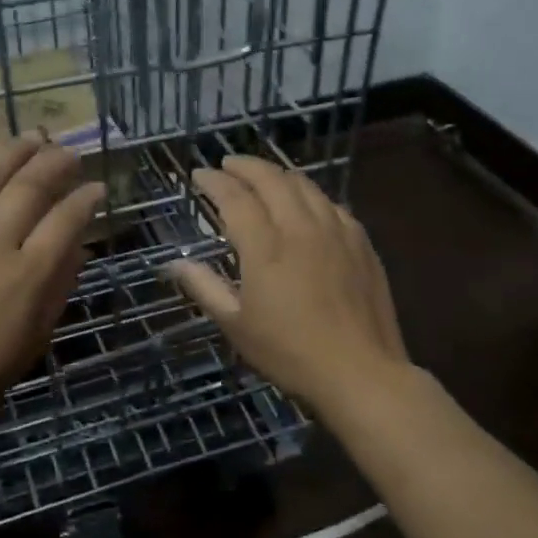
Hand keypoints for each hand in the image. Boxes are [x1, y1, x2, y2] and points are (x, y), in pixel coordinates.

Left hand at [0, 135, 104, 435]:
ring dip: (11, 150)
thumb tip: (76, 247)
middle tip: (69, 152)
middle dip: (56, 161)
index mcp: (28, 274)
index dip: (88, 198)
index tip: (98, 187)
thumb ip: (58, 287)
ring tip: (29, 136)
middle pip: (30, 186)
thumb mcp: (36, 338)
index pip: (67, 219)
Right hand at [166, 155, 408, 412]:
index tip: (200, 175)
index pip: (236, 198)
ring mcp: (336, 232)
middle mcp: (301, 229)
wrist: (361, 373)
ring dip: (278, 174)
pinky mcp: (361, 243)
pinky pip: (331, 204)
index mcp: (266, 248)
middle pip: (272, 180)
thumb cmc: (290, 353)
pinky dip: (309, 194)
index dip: (215, 182)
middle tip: (228, 165)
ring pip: (305, 185)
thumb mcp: (237, 326)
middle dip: (245, 166)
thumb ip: (205, 288)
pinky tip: (306, 203)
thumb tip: (176, 263)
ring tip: (262, 176)